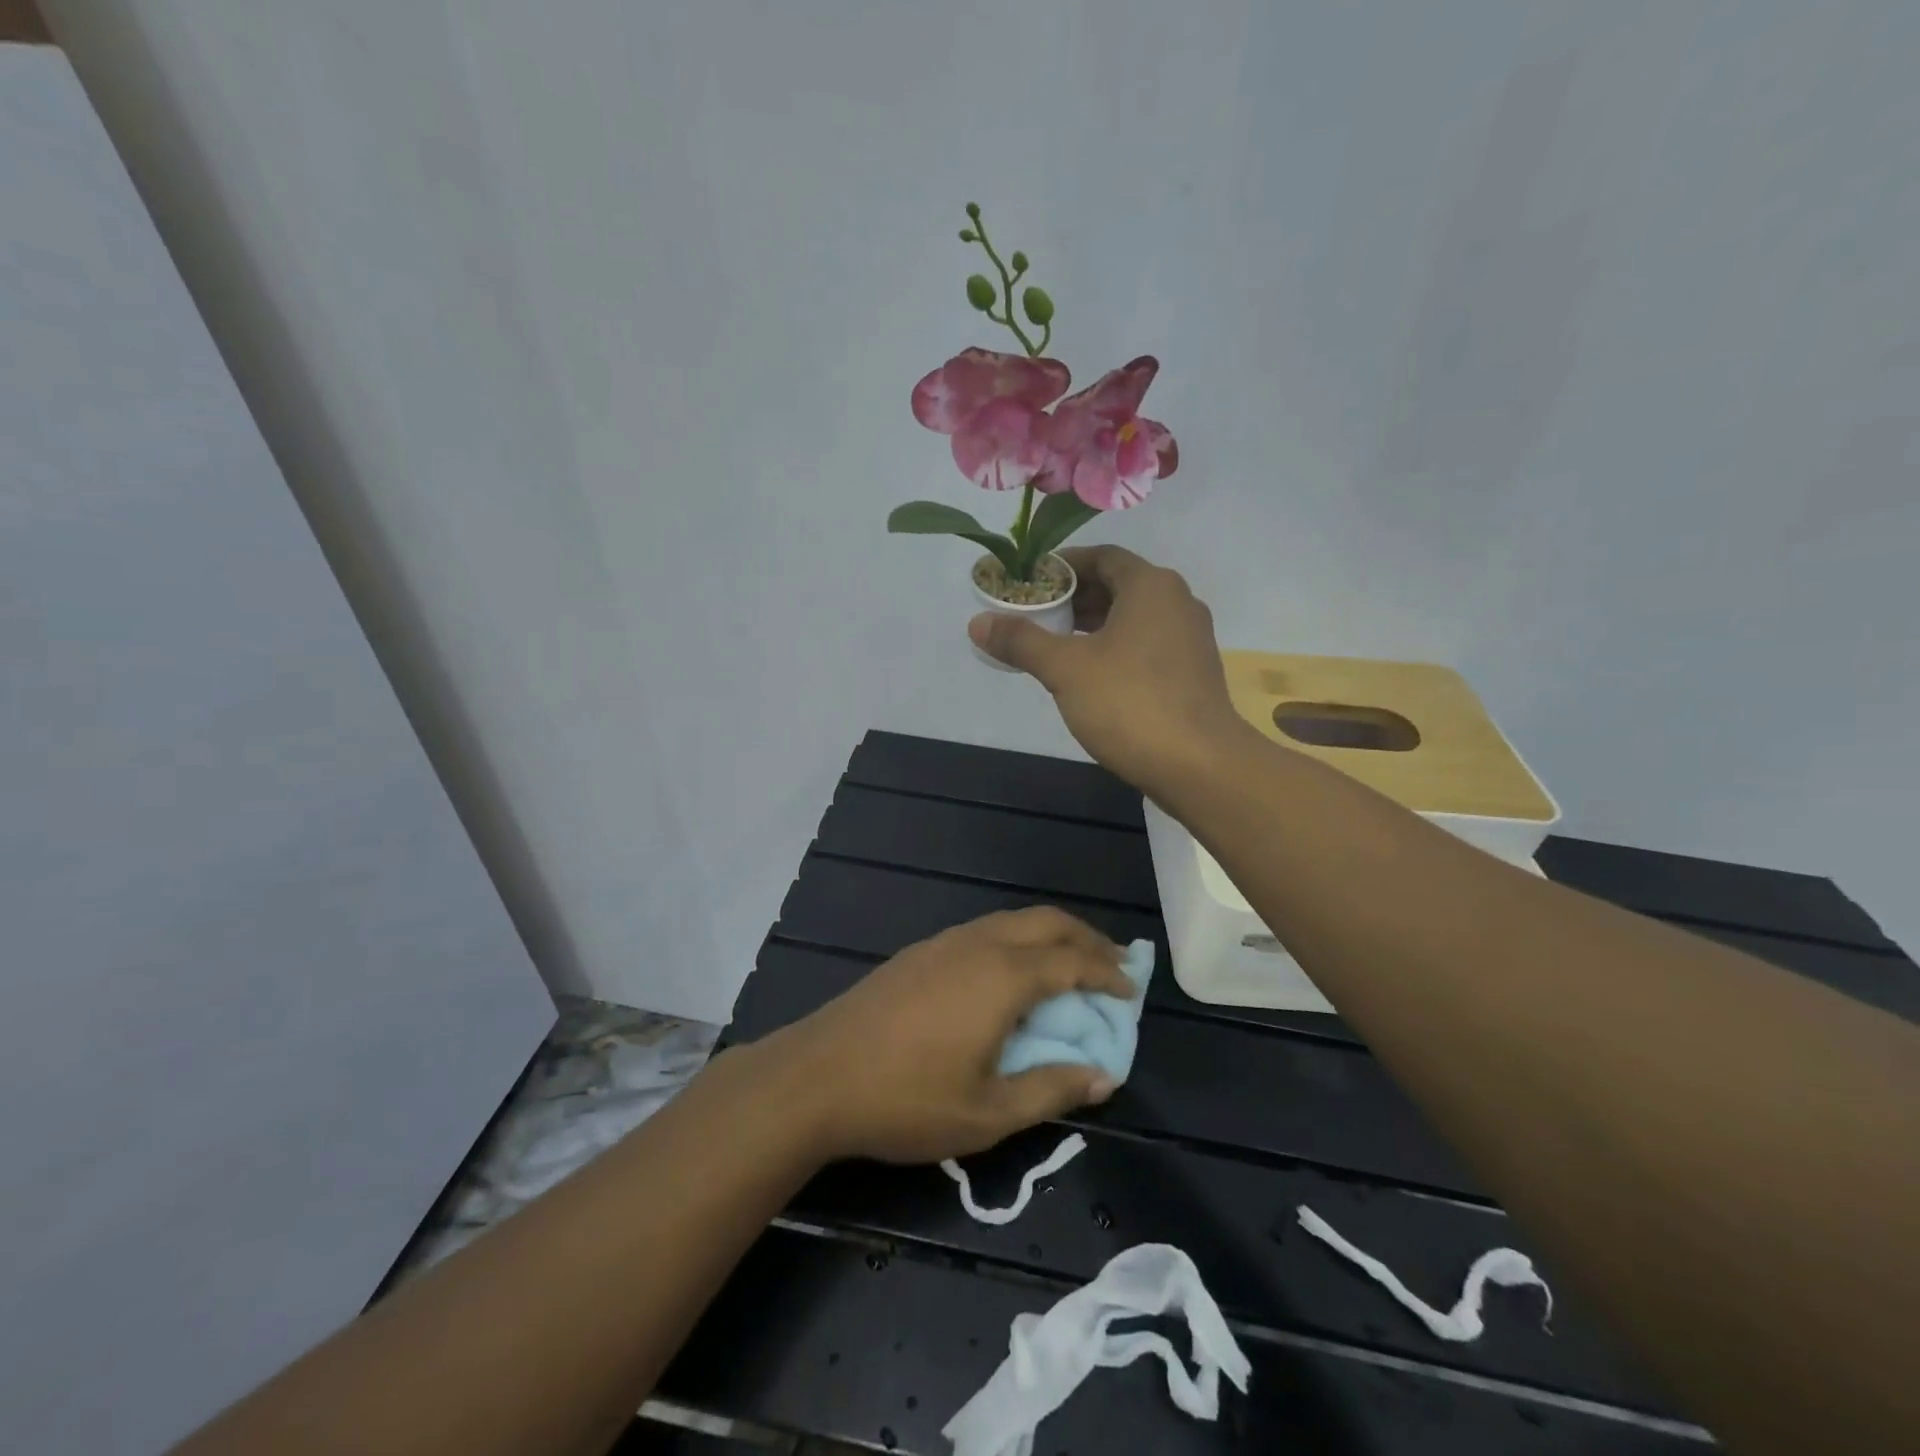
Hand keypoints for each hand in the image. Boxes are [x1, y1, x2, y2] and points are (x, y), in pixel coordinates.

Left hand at [761, 908, 1134, 1164]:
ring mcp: (944, 942)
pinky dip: (1017, 940)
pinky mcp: (920, 951)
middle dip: (1086, 938)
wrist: (816, 1075)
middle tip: (1113, 965)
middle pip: (1046, 921)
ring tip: (1070, 966)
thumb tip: (1103, 1075)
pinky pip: (985, 930)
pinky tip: (1013, 973)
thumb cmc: (907, 1099)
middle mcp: (978, 944)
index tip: (1131, 990)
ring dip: (1050, 936)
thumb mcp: (988, 1113)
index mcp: (1003, 976)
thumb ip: (1052, 1089)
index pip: (1072, 961)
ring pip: (1012, 920)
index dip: (1107, 973)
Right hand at [969, 545, 1249, 796]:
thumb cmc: (1130, 703)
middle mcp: (1177, 602)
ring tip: (1056, 645)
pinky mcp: (1193, 672)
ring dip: (1094, 625)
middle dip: (1075, 598)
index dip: (1063, 566)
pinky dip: (1116, 648)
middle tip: (1036, 616)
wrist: (1200, 765)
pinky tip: (1091, 675)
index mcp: (1151, 586)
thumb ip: (1021, 641)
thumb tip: (978, 622)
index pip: (1102, 557)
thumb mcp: (1065, 669)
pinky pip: (1147, 644)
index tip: (1031, 583)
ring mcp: (1190, 638)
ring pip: (1133, 618)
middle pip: (1118, 585)